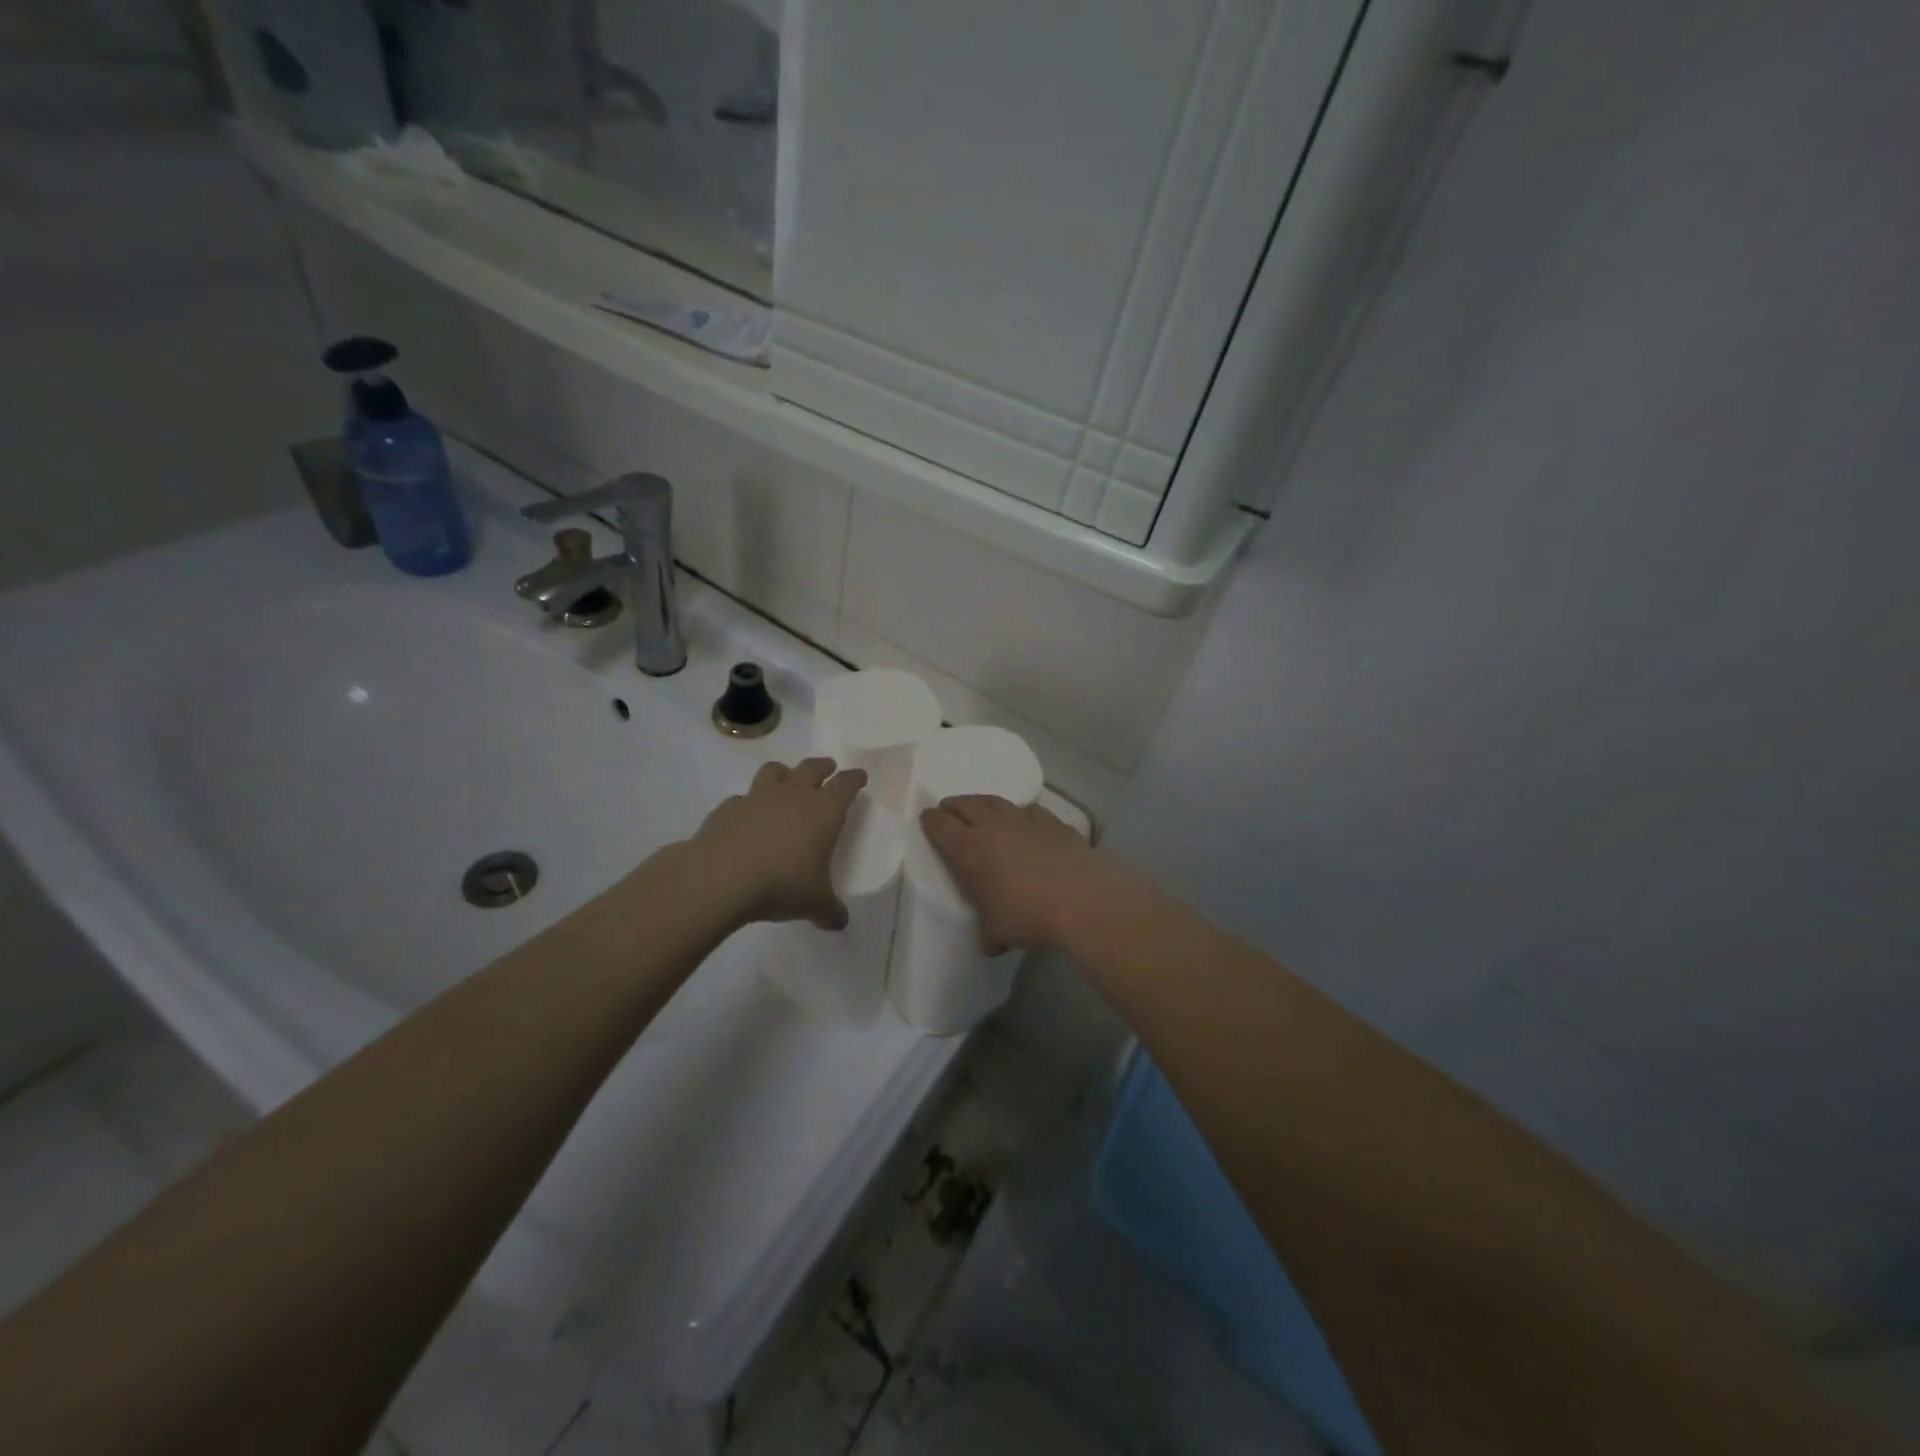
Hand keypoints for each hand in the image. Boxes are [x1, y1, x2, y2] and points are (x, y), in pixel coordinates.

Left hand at [692, 758, 867, 929]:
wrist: (720, 878)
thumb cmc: (781, 884)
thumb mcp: (814, 904)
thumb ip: (830, 911)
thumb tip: (840, 923)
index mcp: (823, 811)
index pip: (845, 784)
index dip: (854, 778)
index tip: (859, 776)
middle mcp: (793, 795)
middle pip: (812, 768)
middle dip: (823, 766)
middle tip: (828, 768)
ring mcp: (757, 797)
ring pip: (775, 771)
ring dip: (784, 773)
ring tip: (786, 780)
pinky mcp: (728, 808)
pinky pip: (742, 798)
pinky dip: (748, 803)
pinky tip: (747, 817)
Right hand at [919, 795, 1117, 953]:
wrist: (1082, 899)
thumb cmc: (1028, 916)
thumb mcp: (997, 933)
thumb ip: (988, 932)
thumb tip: (991, 942)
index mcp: (969, 849)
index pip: (941, 826)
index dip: (931, 821)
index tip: (926, 818)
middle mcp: (992, 826)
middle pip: (966, 805)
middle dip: (953, 805)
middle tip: (948, 808)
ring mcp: (1025, 819)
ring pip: (996, 802)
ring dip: (983, 803)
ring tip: (980, 808)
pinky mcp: (1053, 822)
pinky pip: (1029, 810)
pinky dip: (1020, 813)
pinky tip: (1024, 821)